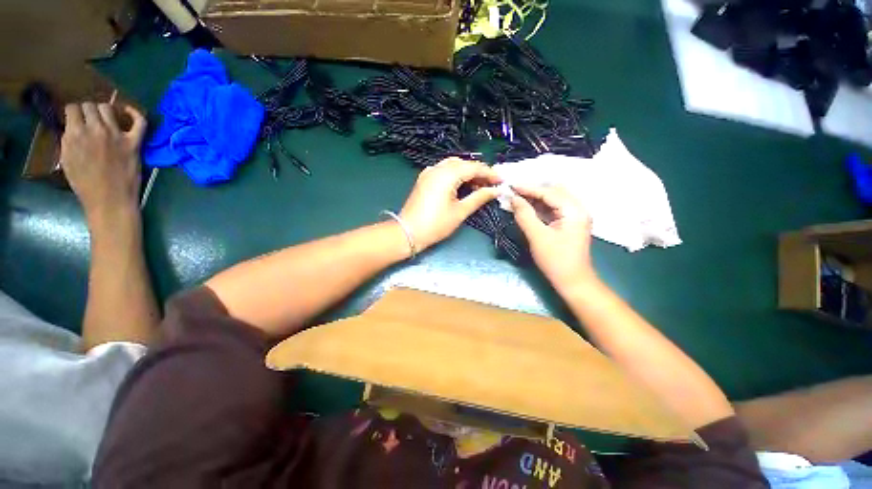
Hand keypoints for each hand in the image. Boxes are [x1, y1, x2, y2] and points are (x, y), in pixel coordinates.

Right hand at [60, 102, 146, 224]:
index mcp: (75, 134)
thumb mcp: (66, 159)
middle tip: (88, 119)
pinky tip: (128, 111)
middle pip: (91, 106)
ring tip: (103, 118)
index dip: (73, 112)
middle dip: (87, 110)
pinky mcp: (134, 143)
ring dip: (104, 110)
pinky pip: (140, 122)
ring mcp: (117, 135)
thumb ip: (68, 140)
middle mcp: (96, 130)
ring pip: (109, 109)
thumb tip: (72, 128)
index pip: (73, 109)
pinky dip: (135, 113)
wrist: (110, 199)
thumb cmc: (85, 184)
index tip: (74, 118)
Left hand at [399, 158, 501, 250]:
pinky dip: (455, 175)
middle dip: (478, 172)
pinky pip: (444, 170)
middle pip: (463, 163)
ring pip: (453, 165)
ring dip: (467, 172)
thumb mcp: (460, 212)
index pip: (473, 167)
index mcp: (447, 174)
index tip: (501, 181)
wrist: (408, 232)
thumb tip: (495, 190)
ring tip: (478, 186)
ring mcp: (429, 172)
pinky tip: (461, 185)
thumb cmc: (436, 224)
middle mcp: (437, 168)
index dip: (489, 173)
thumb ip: (479, 197)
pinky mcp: (424, 179)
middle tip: (490, 184)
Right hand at [511, 186, 594, 288]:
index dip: (528, 188)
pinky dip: (539, 207)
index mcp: (574, 210)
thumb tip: (513, 199)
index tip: (510, 186)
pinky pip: (552, 209)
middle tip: (513, 193)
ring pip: (552, 199)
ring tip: (517, 199)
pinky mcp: (569, 223)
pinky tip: (527, 208)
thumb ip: (525, 215)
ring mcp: (574, 216)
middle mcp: (577, 209)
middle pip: (553, 191)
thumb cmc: (556, 260)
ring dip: (535, 198)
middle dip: (532, 191)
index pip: (548, 192)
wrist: (573, 282)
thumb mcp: (537, 237)